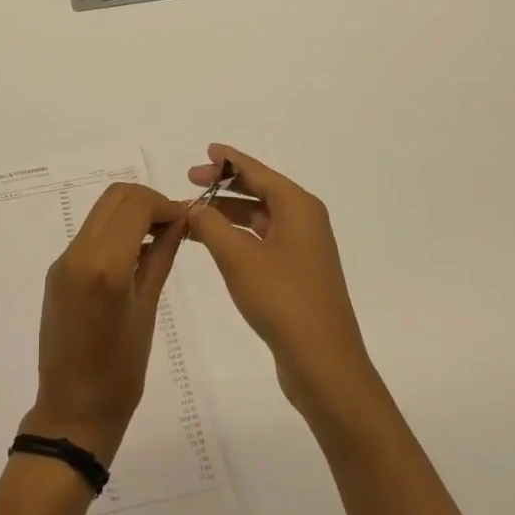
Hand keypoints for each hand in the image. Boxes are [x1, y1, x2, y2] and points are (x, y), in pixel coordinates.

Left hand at [22, 183, 186, 465]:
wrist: (72, 411)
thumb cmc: (120, 373)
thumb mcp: (147, 310)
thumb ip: (161, 257)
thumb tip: (178, 221)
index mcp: (104, 265)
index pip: (135, 204)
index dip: (164, 204)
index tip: (185, 219)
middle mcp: (78, 253)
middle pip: (115, 197)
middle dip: (147, 201)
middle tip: (173, 224)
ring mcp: (63, 260)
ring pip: (101, 211)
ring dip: (130, 213)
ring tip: (158, 238)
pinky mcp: (57, 270)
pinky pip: (89, 234)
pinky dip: (115, 230)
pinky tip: (134, 255)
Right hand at [183, 144, 382, 428]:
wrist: (323, 363)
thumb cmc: (282, 300)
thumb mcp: (238, 258)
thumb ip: (211, 225)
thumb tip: (194, 206)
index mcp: (298, 206)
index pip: (258, 171)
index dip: (229, 160)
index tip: (205, 151)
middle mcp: (305, 220)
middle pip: (260, 190)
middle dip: (224, 186)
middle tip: (190, 182)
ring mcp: (303, 248)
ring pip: (259, 217)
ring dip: (227, 213)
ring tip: (193, 215)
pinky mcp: (298, 273)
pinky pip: (262, 240)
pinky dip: (237, 235)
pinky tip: (213, 243)